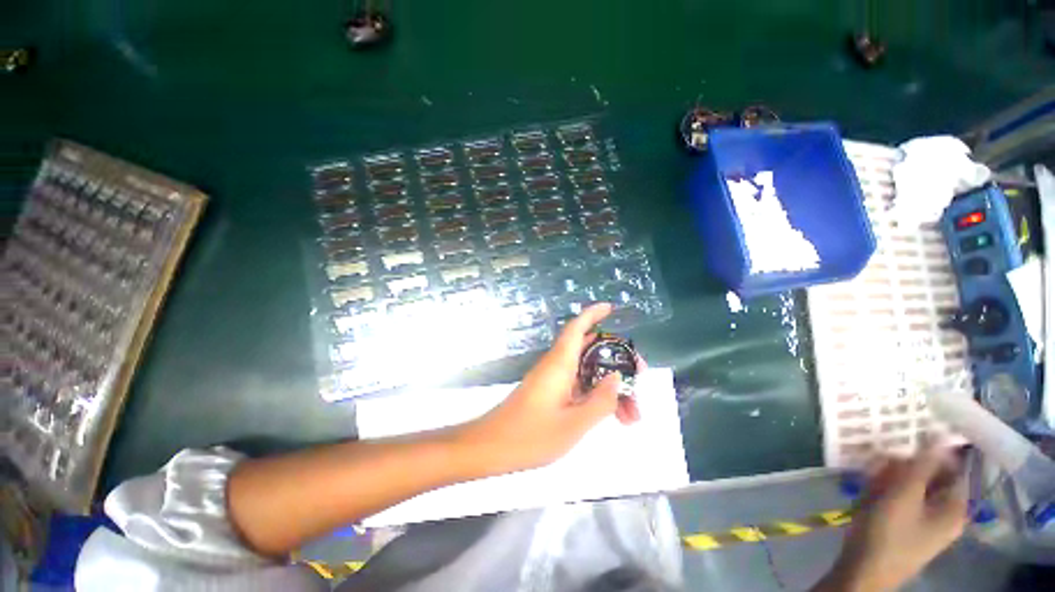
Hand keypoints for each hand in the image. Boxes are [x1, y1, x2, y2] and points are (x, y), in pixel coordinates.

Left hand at [458, 303, 640, 475]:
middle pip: (590, 351)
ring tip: (633, 414)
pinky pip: (579, 386)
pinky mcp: (551, 393)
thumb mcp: (574, 423)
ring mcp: (553, 380)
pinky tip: (613, 417)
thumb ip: (600, 401)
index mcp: (560, 363)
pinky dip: (597, 397)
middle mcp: (557, 365)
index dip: (593, 314)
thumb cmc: (530, 435)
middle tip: (639, 375)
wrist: (492, 447)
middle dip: (616, 359)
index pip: (577, 328)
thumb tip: (616, 378)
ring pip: (587, 372)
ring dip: (610, 387)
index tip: (611, 308)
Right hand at [817, 448, 968, 591]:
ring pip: (912, 488)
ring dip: (890, 478)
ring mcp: (925, 523)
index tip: (905, 439)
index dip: (932, 452)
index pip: (952, 468)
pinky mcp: (905, 527)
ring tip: (869, 478)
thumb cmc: (887, 532)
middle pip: (931, 478)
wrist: (863, 571)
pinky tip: (867, 492)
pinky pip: (901, 500)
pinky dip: (885, 491)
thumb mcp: (903, 494)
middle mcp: (945, 514)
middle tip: (880, 462)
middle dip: (904, 467)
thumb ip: (922, 464)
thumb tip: (939, 433)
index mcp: (954, 508)